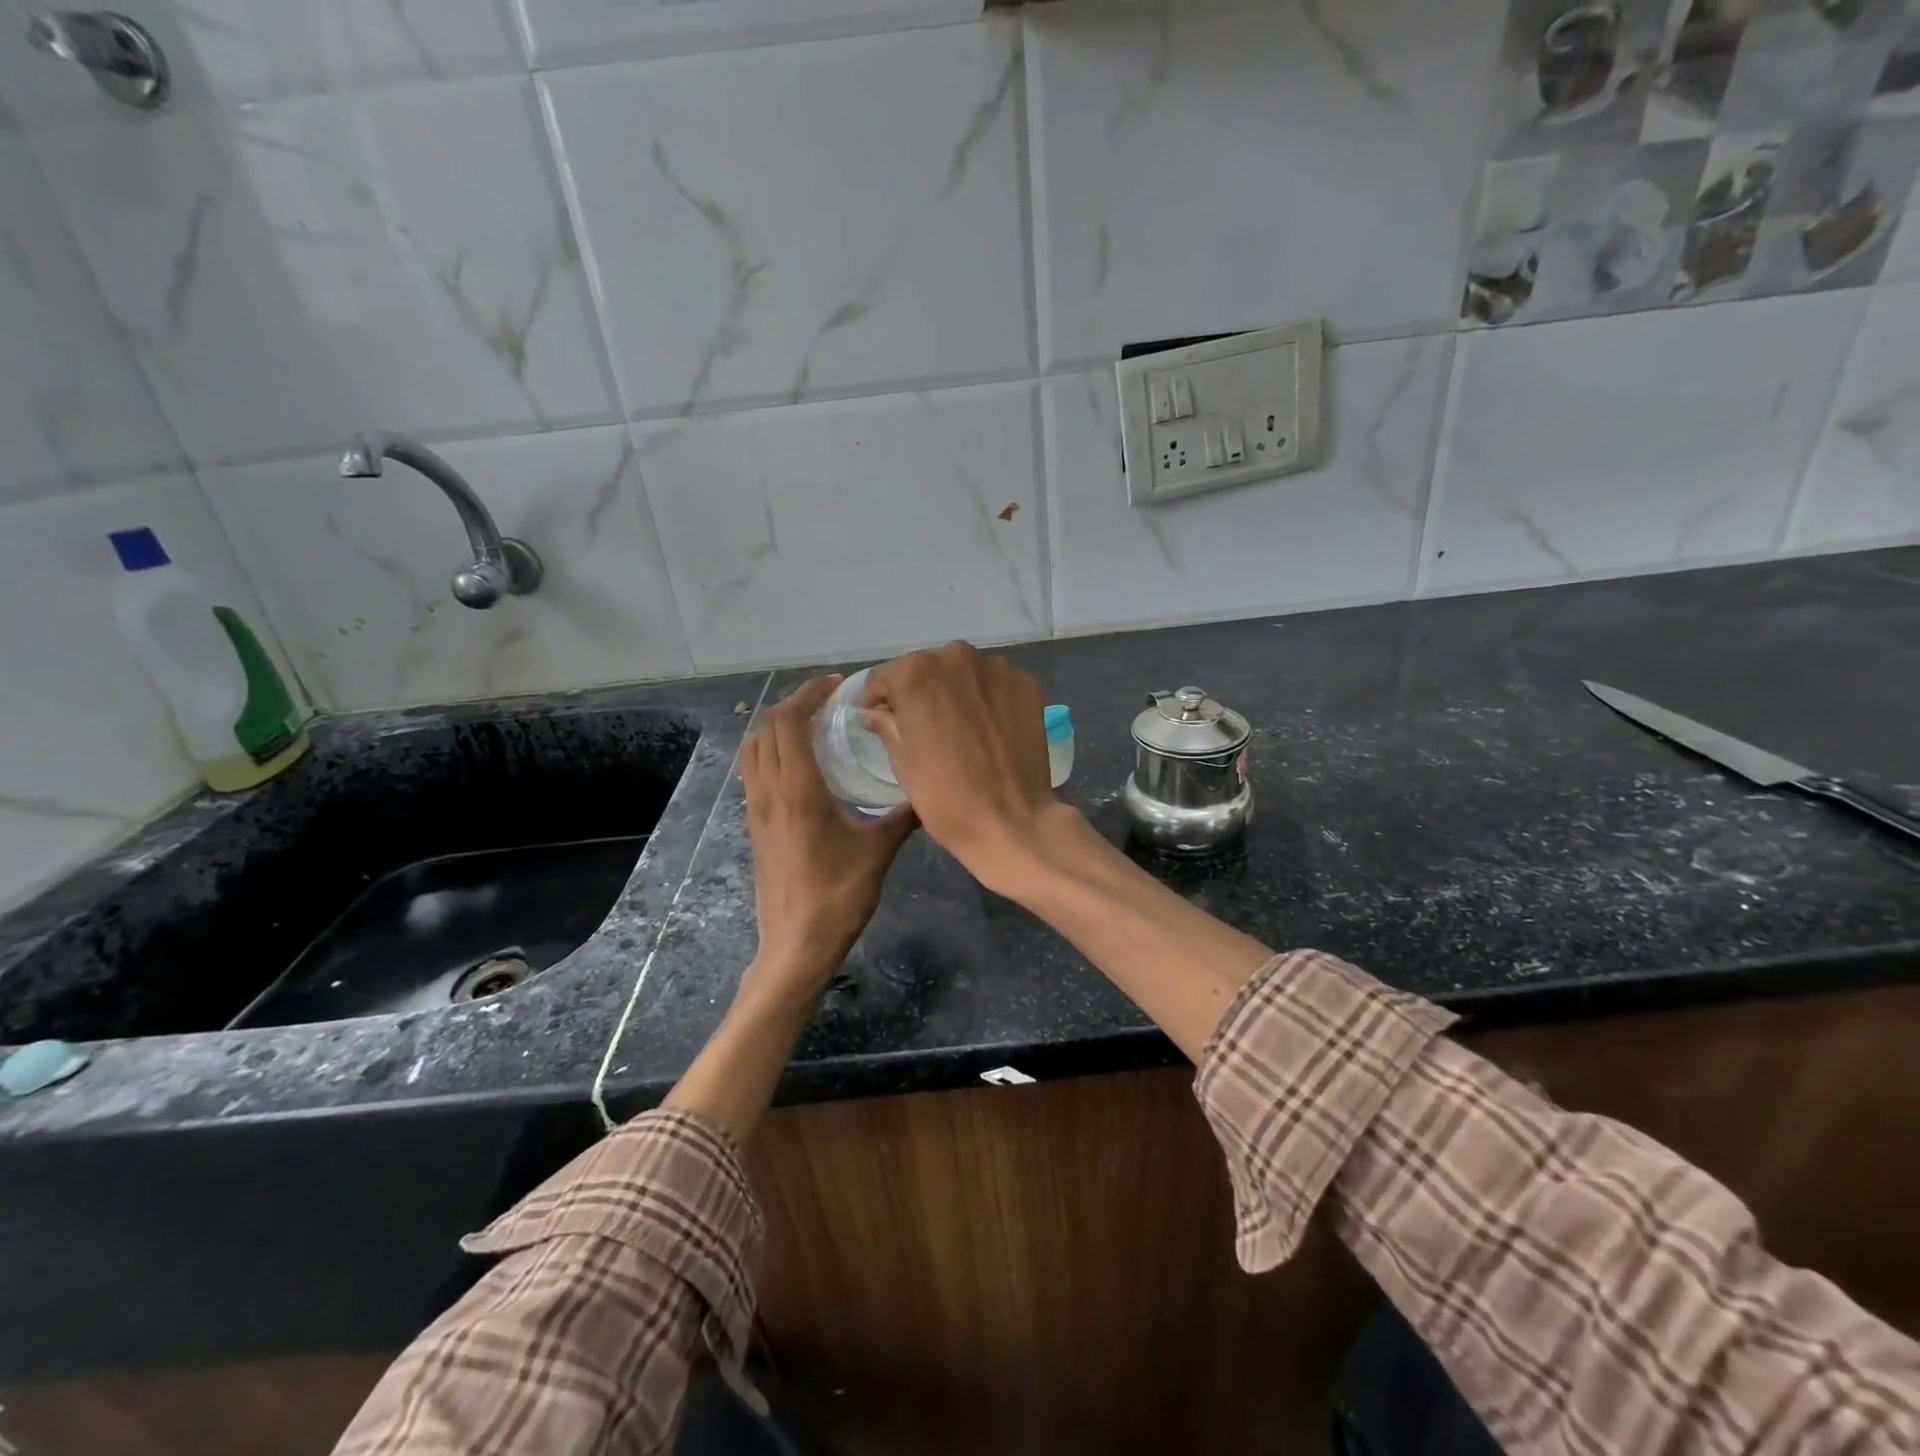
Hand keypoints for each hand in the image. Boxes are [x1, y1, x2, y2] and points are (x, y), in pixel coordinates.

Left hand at [736, 675, 917, 1016]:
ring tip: (811, 724)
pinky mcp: (755, 826)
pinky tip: (801, 764)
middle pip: (766, 728)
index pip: (789, 723)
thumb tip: (931, 792)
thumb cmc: (838, 896)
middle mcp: (769, 792)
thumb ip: (904, 816)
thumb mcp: (879, 852)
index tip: (836, 684)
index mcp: (798, 791)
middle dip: (793, 703)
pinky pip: (754, 772)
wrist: (795, 944)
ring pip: (753, 749)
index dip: (808, 695)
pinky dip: (771, 751)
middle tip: (827, 699)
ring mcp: (757, 810)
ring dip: (777, 726)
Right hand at [859, 642, 1059, 889]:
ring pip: (964, 674)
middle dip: (919, 692)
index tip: (877, 716)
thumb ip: (887, 725)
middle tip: (920, 724)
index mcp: (916, 673)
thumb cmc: (944, 796)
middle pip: (927, 668)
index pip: (885, 676)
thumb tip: (877, 712)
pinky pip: (995, 685)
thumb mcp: (903, 762)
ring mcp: (997, 669)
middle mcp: (956, 657)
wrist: (1011, 821)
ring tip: (958, 727)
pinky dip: (987, 700)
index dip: (877, 698)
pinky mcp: (1026, 685)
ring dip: (955, 692)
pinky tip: (988, 729)